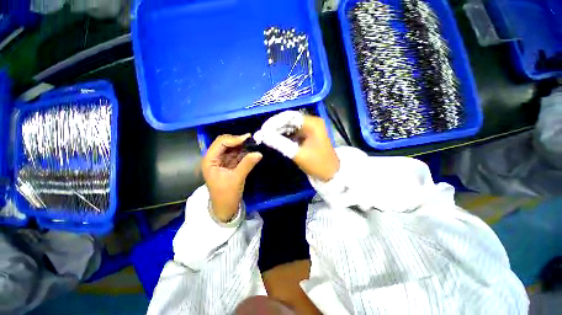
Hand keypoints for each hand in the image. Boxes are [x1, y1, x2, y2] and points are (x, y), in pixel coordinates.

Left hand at [202, 134, 261, 221]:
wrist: (225, 208)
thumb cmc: (226, 195)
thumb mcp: (237, 179)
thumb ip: (247, 164)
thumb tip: (259, 153)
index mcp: (210, 160)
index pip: (220, 143)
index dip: (234, 139)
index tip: (248, 138)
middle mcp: (214, 158)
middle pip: (225, 143)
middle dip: (238, 141)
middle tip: (252, 140)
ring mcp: (222, 161)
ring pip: (232, 148)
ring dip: (242, 146)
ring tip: (253, 144)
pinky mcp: (229, 164)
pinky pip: (236, 154)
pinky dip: (244, 152)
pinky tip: (251, 151)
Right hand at [254, 111, 339, 181]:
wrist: (331, 174)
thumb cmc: (318, 164)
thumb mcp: (298, 154)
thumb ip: (280, 144)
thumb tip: (264, 136)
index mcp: (313, 123)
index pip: (290, 117)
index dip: (275, 121)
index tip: (263, 129)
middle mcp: (312, 122)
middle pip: (290, 120)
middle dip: (275, 126)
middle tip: (262, 133)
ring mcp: (310, 129)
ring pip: (291, 126)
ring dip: (279, 131)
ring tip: (266, 136)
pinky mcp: (308, 136)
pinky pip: (293, 132)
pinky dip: (284, 136)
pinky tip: (275, 139)